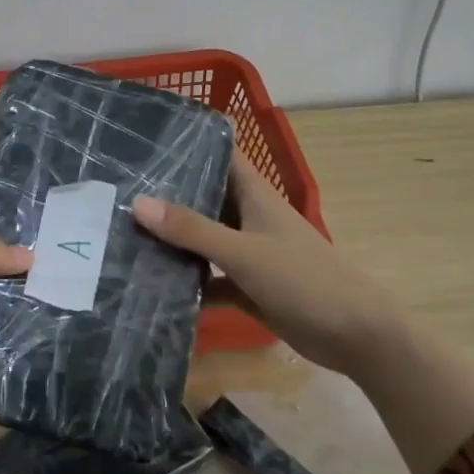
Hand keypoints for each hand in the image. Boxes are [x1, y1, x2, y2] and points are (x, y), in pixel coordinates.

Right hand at [132, 157, 405, 378]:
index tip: (147, 137)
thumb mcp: (244, 252)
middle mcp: (249, 218)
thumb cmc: (305, 279)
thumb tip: (137, 203)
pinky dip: (188, 282)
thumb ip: (192, 229)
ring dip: (173, 240)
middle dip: (167, 194)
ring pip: (203, 239)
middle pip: (205, 196)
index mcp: (255, 195)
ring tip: (123, 234)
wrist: (356, 335)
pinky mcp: (248, 287)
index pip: (222, 153)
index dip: (190, 141)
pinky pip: (210, 278)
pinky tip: (153, 286)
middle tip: (118, 188)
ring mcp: (249, 253)